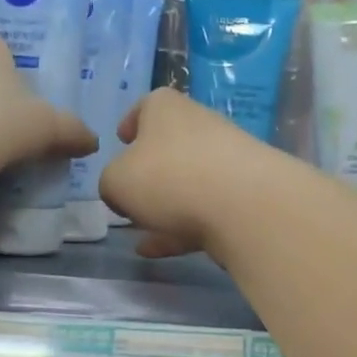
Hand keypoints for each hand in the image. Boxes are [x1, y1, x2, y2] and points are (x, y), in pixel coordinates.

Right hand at [99, 88, 281, 258]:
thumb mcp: (116, 181)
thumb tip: (121, 191)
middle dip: (149, 172)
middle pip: (169, 146)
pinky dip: (180, 228)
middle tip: (130, 196)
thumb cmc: (168, 178)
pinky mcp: (244, 195)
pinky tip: (158, 250)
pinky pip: (204, 210)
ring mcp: (227, 161)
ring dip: (165, 205)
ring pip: (187, 181)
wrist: (244, 205)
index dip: (131, 122)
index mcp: (166, 108)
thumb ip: (111, 183)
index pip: (146, 106)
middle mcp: (199, 126)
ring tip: (141, 231)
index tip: (122, 140)